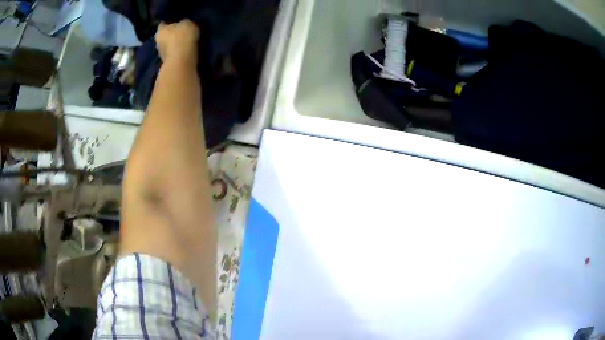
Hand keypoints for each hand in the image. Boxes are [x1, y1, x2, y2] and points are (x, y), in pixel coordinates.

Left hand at [155, 20, 199, 65]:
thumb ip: (184, 22)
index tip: (176, 21)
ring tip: (185, 41)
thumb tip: (183, 23)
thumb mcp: (187, 23)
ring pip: (168, 45)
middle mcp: (157, 42)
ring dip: (174, 44)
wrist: (182, 61)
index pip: (163, 24)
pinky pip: (173, 54)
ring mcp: (161, 54)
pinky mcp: (167, 62)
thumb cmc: (182, 37)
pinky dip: (177, 52)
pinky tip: (185, 50)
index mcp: (160, 30)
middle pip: (164, 35)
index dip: (169, 22)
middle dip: (171, 34)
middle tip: (181, 31)